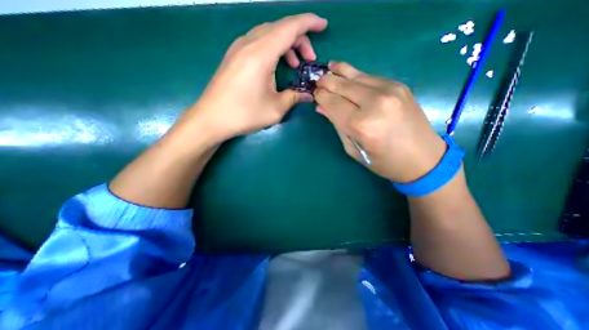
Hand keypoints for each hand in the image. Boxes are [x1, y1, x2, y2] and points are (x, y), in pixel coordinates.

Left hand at [177, 13, 328, 145]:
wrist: (211, 119)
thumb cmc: (244, 114)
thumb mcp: (275, 109)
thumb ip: (294, 97)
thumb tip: (308, 95)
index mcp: (261, 53)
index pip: (290, 27)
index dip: (309, 23)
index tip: (323, 25)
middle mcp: (249, 43)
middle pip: (280, 28)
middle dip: (299, 40)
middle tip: (309, 60)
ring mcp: (238, 48)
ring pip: (268, 34)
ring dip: (286, 45)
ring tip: (295, 64)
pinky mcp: (234, 56)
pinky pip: (258, 43)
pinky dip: (273, 50)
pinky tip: (276, 67)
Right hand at [318, 60, 446, 180]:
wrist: (422, 158)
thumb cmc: (383, 161)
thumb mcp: (353, 149)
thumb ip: (337, 125)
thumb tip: (322, 108)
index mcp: (360, 124)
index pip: (332, 102)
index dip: (321, 96)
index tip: (314, 94)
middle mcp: (374, 102)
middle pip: (342, 85)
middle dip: (326, 82)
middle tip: (317, 81)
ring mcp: (389, 90)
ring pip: (356, 76)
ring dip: (340, 72)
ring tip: (329, 68)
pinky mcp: (398, 86)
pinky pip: (370, 77)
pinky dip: (356, 76)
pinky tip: (347, 74)